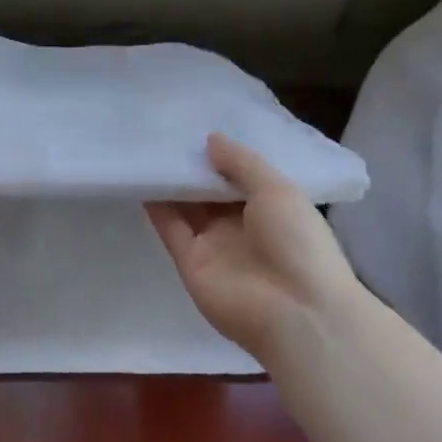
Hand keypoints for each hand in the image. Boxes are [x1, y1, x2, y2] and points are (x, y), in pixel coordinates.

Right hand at [145, 134, 361, 360]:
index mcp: (271, 208)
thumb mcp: (278, 190)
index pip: (239, 176)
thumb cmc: (298, 243)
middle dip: (192, 166)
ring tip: (148, 149)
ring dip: (171, 183)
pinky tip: (143, 179)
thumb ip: (242, 163)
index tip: (196, 127)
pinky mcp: (190, 263)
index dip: (220, 155)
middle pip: (209, 191)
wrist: (296, 314)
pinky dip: (157, 207)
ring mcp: (214, 245)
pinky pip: (171, 229)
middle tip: (165, 132)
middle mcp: (241, 225)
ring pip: (187, 207)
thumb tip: (210, 140)